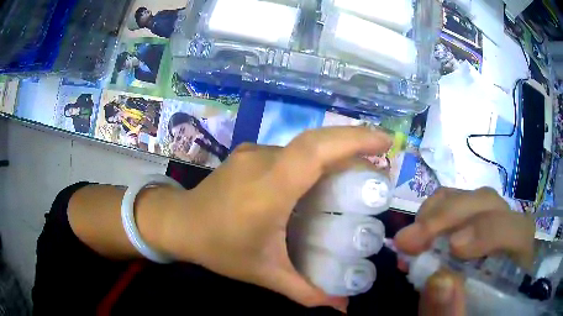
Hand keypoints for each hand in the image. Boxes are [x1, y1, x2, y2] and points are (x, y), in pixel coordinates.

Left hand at [159, 127, 391, 310]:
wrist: (179, 223)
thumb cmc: (220, 249)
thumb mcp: (266, 274)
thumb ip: (306, 292)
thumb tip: (342, 308)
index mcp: (268, 188)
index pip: (315, 151)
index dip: (353, 140)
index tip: (385, 141)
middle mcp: (262, 161)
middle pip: (315, 141)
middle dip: (354, 140)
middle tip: (382, 154)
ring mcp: (253, 153)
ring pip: (303, 147)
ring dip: (334, 152)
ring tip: (358, 170)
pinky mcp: (249, 154)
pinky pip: (289, 152)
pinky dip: (314, 159)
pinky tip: (320, 179)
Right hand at [394, 187, 534, 315]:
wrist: (462, 311)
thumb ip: (452, 312)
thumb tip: (439, 281)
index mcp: (518, 261)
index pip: (518, 232)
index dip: (489, 232)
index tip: (452, 248)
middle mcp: (509, 233)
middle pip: (490, 205)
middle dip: (450, 217)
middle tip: (410, 239)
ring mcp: (490, 223)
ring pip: (471, 199)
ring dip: (438, 212)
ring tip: (409, 238)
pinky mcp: (471, 222)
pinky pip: (456, 202)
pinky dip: (434, 211)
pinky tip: (418, 232)